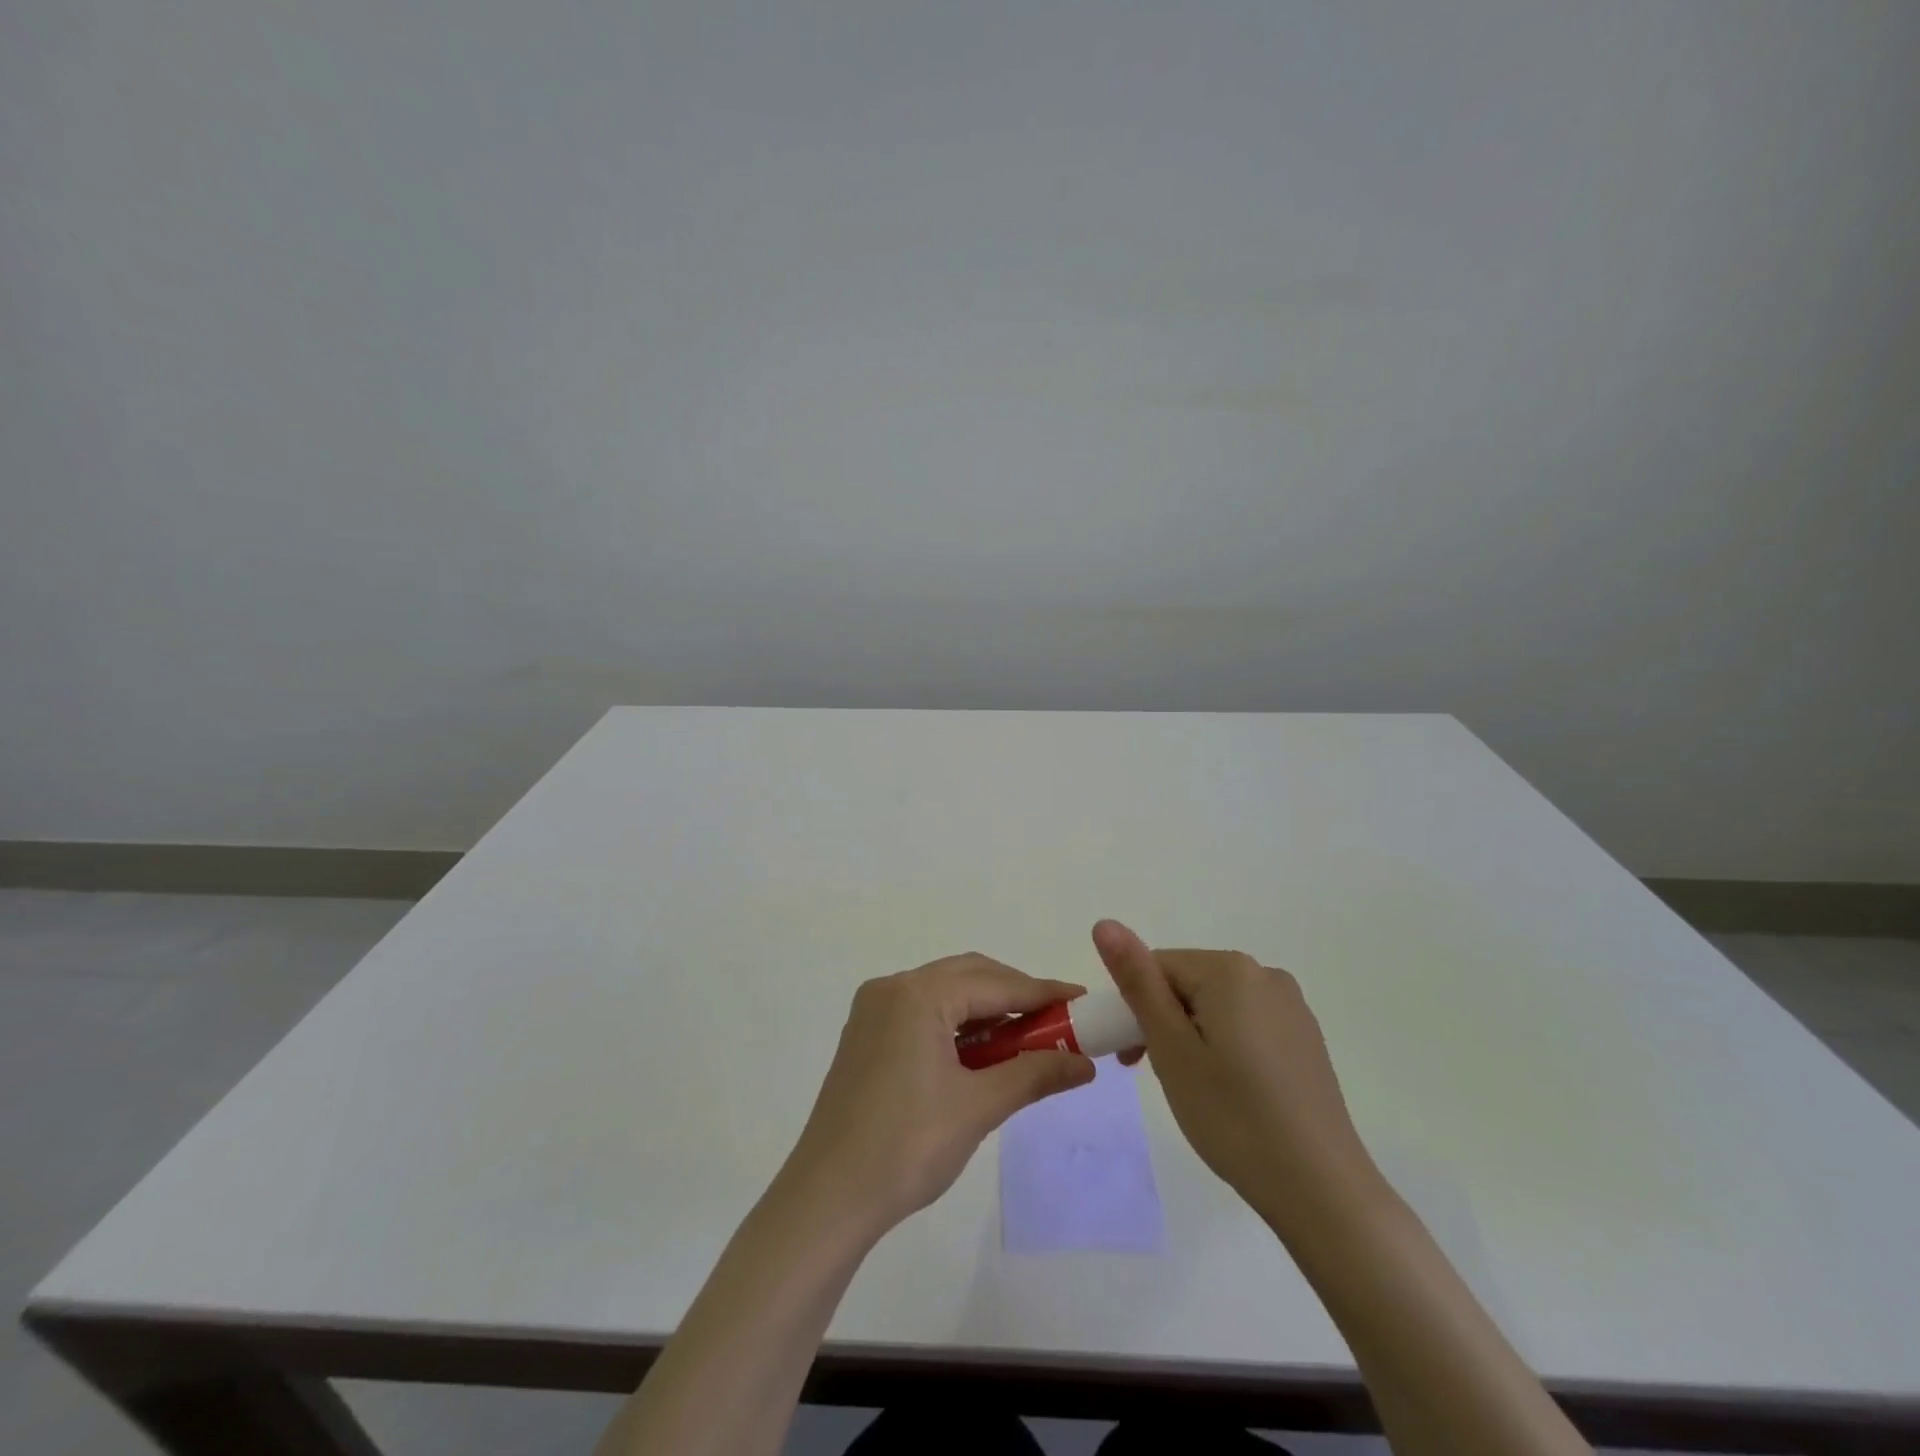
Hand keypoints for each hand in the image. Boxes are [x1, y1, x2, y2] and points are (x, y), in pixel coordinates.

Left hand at [783, 954, 1095, 1237]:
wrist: (828, 1198)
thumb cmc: (907, 1147)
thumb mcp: (978, 1108)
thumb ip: (1034, 1075)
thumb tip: (1086, 1065)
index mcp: (918, 995)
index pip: (994, 983)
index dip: (1042, 992)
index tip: (1081, 1000)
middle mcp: (893, 987)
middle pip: (968, 975)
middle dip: (1015, 995)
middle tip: (1056, 1023)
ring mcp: (874, 1009)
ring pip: (945, 992)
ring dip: (986, 1009)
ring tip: (1025, 1040)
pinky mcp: (866, 1033)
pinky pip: (923, 1011)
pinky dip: (957, 1023)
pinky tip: (980, 1052)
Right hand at [1092, 920, 1382, 1231]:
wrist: (1322, 1190)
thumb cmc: (1233, 1116)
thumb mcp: (1171, 1048)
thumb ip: (1137, 981)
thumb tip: (1104, 923)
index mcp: (1229, 969)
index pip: (1158, 967)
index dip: (1134, 1007)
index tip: (1130, 1058)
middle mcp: (1264, 974)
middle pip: (1188, 983)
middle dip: (1163, 1021)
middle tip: (1157, 1076)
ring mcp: (1291, 1006)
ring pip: (1216, 1005)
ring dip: (1191, 1035)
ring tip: (1195, 1089)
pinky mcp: (1305, 1037)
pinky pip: (1247, 1024)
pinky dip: (1225, 1046)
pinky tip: (1231, 1092)